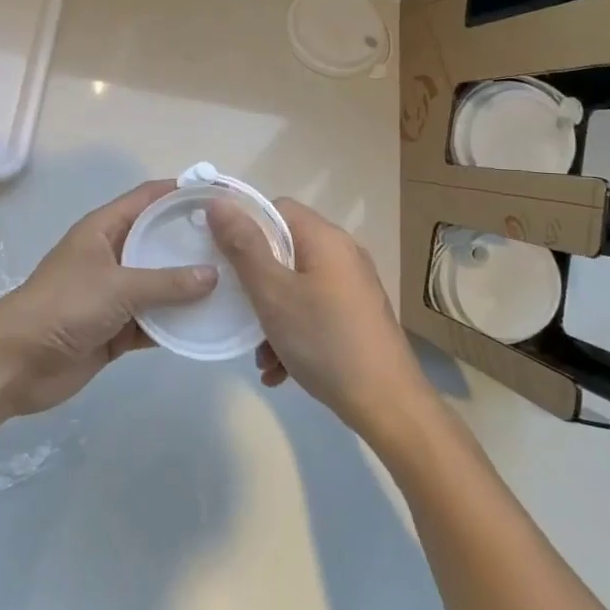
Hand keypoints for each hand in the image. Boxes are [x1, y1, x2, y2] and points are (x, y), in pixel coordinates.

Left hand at [0, 180, 216, 419]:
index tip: (221, 196)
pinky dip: (177, 323)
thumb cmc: (64, 306)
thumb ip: (166, 282)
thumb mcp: (117, 287)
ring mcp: (114, 293)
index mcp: (104, 229)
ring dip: (190, 287)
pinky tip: (210, 325)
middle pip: (158, 240)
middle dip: (193, 242)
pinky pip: (154, 320)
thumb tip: (213, 274)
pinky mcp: (116, 328)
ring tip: (236, 284)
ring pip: (160, 283)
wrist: (17, 362)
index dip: (181, 193)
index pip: (148, 199)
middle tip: (240, 246)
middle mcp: (112, 255)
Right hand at [209, 197, 426, 435]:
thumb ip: (243, 246)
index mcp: (325, 238)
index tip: (223, 257)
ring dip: (271, 314)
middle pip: (284, 249)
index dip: (245, 226)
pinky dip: (293, 331)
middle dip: (255, 280)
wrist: (390, 407)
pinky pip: (314, 310)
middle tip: (237, 307)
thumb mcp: (273, 293)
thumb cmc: (325, 341)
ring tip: (259, 353)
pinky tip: (279, 368)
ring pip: (297, 285)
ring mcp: (354, 288)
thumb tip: (219, 203)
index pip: (276, 208)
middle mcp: (343, 254)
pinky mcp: (358, 317)